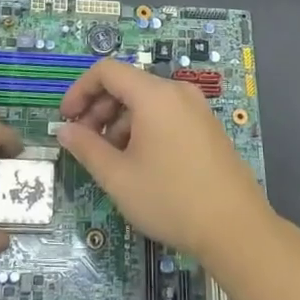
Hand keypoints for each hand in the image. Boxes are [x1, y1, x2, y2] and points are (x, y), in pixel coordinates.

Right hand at [56, 58, 270, 259]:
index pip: (107, 71)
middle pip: (127, 84)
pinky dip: (144, 128)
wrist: (236, 228)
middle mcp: (177, 92)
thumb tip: (64, 130)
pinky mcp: (207, 127)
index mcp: (154, 95)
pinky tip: (140, 164)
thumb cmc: (170, 199)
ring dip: (120, 122)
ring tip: (112, 161)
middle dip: (99, 109)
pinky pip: (166, 114)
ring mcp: (197, 108)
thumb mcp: (118, 177)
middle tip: (84, 144)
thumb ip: (86, 147)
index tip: (66, 120)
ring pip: (147, 102)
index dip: (80, 90)